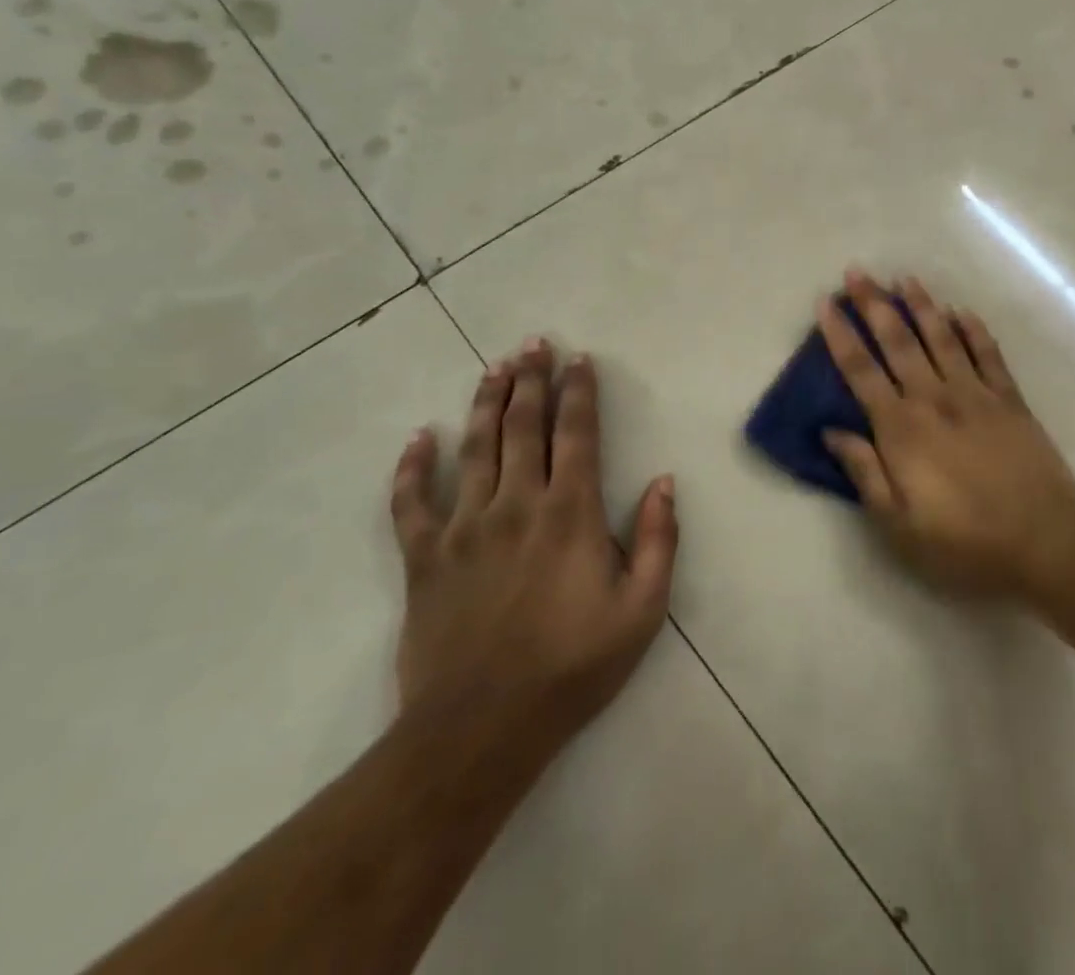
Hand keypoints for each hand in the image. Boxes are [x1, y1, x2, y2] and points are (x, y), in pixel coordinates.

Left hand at [389, 340, 677, 762]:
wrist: (481, 729)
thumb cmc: (573, 666)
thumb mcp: (642, 609)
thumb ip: (659, 539)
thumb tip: (663, 481)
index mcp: (570, 513)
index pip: (577, 434)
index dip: (579, 392)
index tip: (580, 360)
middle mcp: (516, 504)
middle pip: (523, 426)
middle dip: (531, 380)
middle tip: (533, 344)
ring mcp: (464, 528)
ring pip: (474, 448)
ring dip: (485, 403)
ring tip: (494, 367)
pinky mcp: (424, 558)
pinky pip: (411, 502)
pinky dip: (412, 467)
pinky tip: (419, 438)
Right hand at [819, 271, 1074, 599]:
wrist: (1044, 542)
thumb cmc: (964, 542)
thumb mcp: (899, 524)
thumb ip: (865, 473)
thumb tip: (832, 432)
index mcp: (902, 429)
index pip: (861, 370)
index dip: (840, 334)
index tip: (827, 302)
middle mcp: (934, 399)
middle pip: (898, 341)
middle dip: (874, 304)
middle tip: (858, 272)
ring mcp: (976, 394)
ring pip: (942, 338)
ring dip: (921, 306)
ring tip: (905, 278)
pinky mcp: (1010, 400)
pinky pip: (989, 355)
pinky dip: (974, 330)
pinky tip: (962, 311)